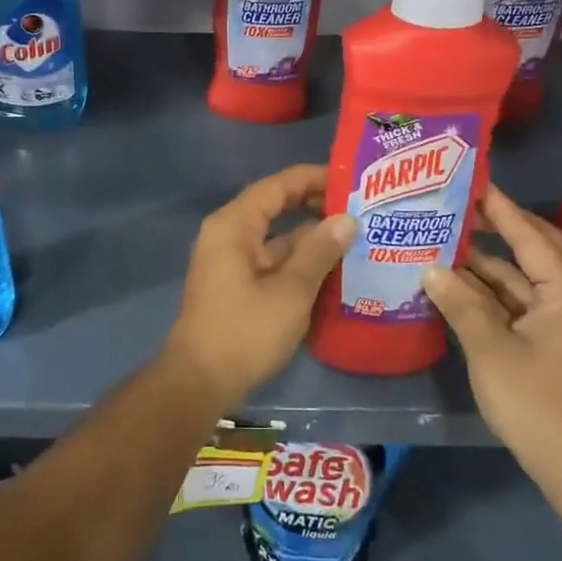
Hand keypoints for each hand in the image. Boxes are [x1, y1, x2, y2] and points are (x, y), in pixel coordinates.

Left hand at [163, 163, 356, 409]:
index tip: (352, 179)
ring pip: (277, 238)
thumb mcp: (291, 291)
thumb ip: (319, 251)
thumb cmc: (244, 331)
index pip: (278, 186)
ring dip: (311, 239)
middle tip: (362, 208)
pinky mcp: (237, 286)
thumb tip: (347, 219)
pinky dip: (299, 263)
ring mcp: (231, 262)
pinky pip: (272, 262)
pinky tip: (334, 271)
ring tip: (358, 237)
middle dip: (316, 207)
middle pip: (276, 208)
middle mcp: (229, 235)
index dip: (314, 178)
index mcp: (234, 225)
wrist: (199, 382)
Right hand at [421, 186, 561, 497]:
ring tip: (446, 238)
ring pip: (523, 277)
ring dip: (488, 262)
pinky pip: (518, 300)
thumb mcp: (491, 347)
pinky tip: (455, 282)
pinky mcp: (550, 340)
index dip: (500, 208)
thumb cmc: (537, 401)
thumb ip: (460, 302)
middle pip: (535, 248)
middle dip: (499, 226)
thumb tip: (430, 268)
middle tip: (460, 205)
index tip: (472, 181)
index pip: (530, 235)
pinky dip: (490, 290)